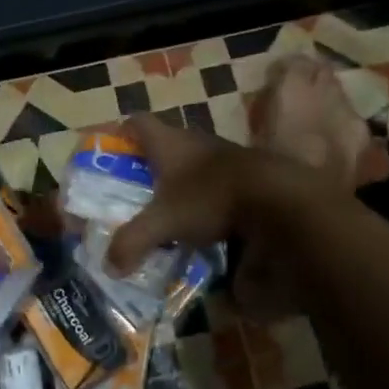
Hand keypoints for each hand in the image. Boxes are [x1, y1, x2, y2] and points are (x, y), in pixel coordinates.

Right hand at [105, 113, 307, 271]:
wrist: (277, 199)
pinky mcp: (247, 173)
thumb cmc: (209, 198)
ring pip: (193, 163)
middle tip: (136, 191)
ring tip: (169, 210)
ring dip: (181, 182)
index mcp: (168, 142)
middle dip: (149, 166)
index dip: (121, 133)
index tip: (111, 154)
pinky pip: (217, 180)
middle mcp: (195, 141)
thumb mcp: (164, 222)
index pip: (137, 122)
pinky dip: (206, 196)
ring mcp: (224, 155)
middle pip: (165, 144)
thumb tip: (110, 266)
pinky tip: (204, 221)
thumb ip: (133, 241)